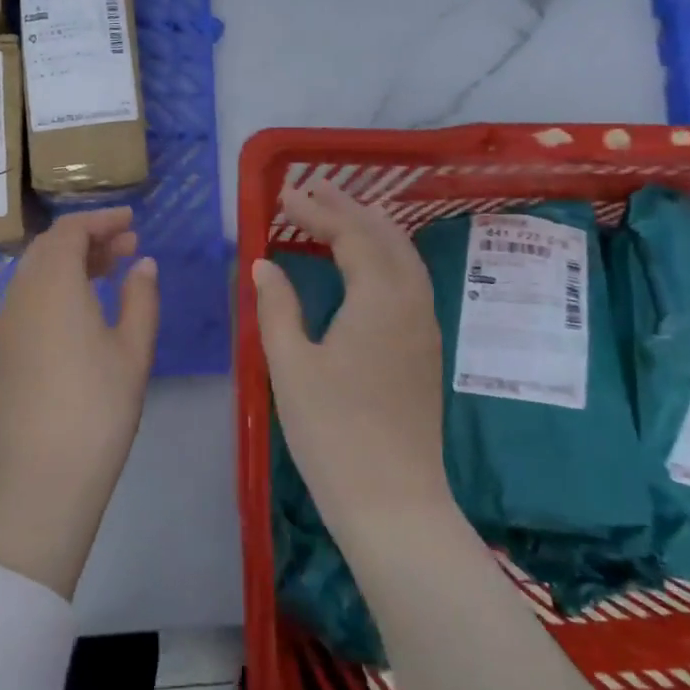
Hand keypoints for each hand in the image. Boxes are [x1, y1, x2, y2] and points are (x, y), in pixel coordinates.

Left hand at [0, 207, 159, 598]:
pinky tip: (82, 310)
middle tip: (128, 246)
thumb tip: (143, 263)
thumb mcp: (133, 351)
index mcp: (52, 286)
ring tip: (110, 273)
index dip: (101, 220)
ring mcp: (5, 325)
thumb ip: (141, 298)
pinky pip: (27, 299)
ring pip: (35, 274)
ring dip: (71, 263)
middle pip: (49, 248)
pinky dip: (55, 288)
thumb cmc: (97, 409)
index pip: (70, 232)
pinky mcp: (2, 351)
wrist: (39, 479)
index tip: (132, 222)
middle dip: (88, 239)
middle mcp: (20, 295)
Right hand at [253, 182, 447, 535]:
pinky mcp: (425, 349)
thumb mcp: (290, 365)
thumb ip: (276, 307)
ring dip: (372, 228)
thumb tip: (265, 264)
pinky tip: (366, 265)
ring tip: (340, 213)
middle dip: (349, 208)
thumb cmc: (333, 431)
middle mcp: (412, 302)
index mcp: (379, 299)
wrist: (392, 500)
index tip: (283, 195)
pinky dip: (386, 256)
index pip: (350, 234)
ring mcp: (425, 326)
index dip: (316, 211)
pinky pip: (409, 281)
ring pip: (404, 257)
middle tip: (312, 190)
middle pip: (385, 237)